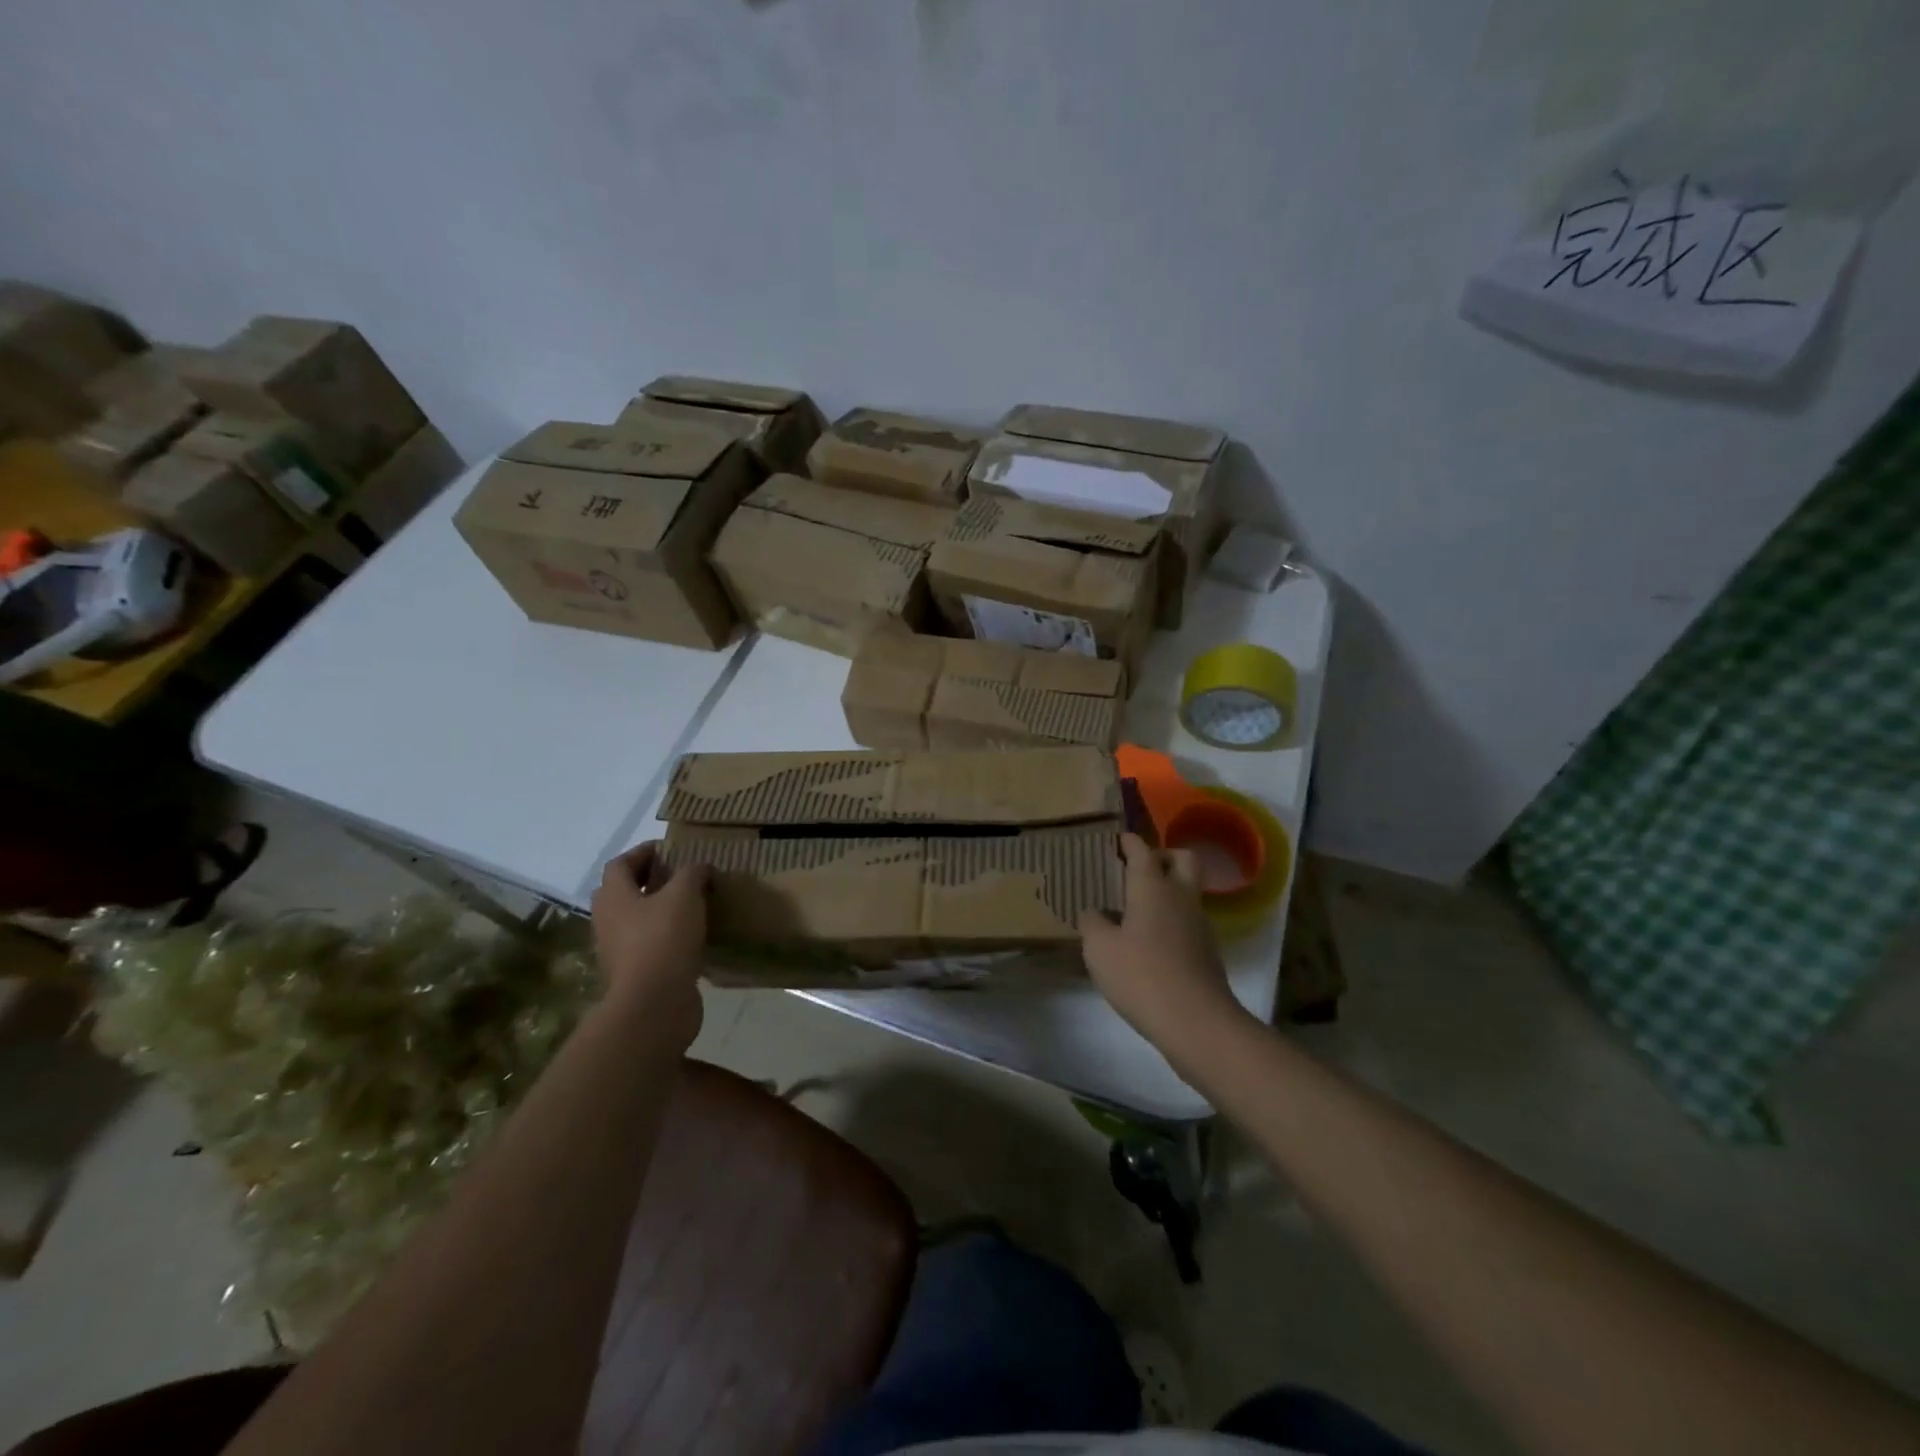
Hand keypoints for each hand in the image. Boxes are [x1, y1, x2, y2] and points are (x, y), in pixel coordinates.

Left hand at [590, 843, 709, 1046]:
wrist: (654, 1005)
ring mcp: (619, 951)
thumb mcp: (684, 895)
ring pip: (637, 920)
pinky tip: (693, 936)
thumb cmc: (663, 939)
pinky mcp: (635, 974)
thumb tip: (699, 868)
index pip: (620, 864)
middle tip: (680, 876)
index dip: (643, 852)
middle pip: (623, 892)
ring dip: (660, 910)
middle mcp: (608, 922)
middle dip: (649, 881)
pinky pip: (650, 946)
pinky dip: (668, 936)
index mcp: (614, 897)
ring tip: (692, 905)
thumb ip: (692, 873)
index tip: (670, 849)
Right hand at [1079, 833, 1247, 1069]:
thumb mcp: (1099, 949)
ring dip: (1167, 889)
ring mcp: (1199, 924)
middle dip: (1162, 855)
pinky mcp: (1206, 951)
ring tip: (1137, 907)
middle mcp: (1180, 897)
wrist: (1196, 1022)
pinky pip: (1188, 919)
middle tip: (1138, 867)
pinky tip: (1149, 940)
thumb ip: (1092, 923)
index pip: (1142, 851)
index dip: (1129, 842)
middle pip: (1182, 859)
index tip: (1118, 839)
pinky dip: (1171, 918)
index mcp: (1152, 887)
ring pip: (1187, 890)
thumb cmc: (1141, 975)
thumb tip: (1094, 912)